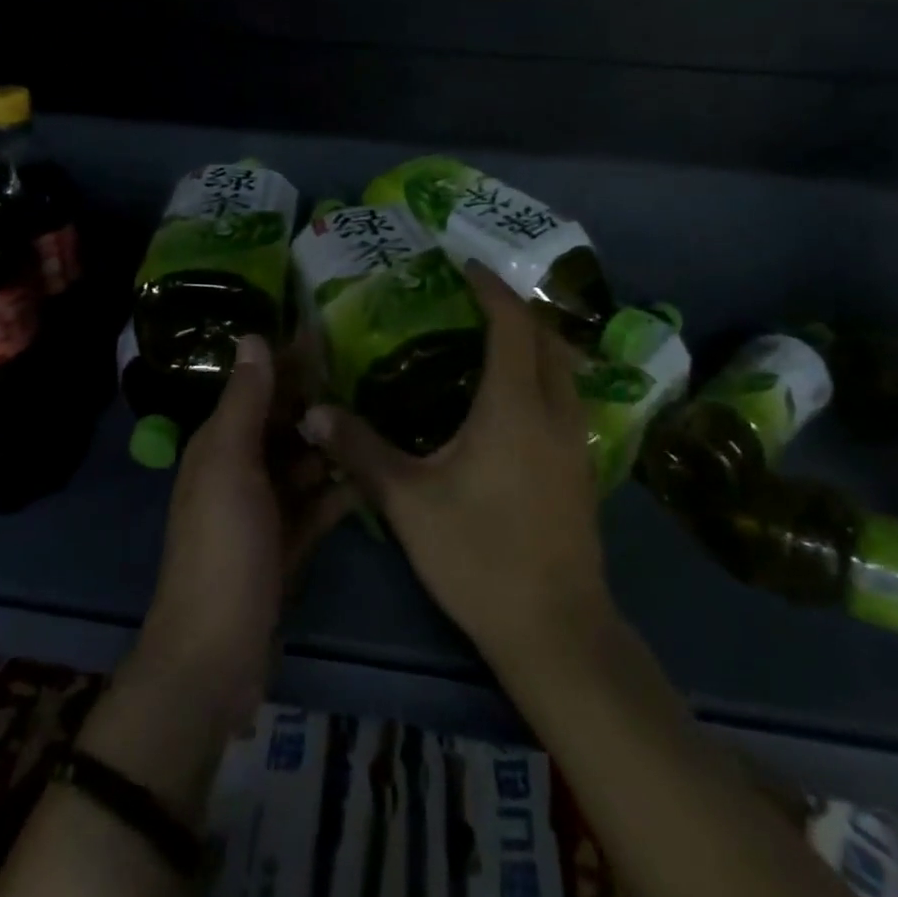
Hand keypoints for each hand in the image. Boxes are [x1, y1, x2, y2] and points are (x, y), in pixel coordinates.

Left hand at [137, 335, 353, 732]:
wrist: (216, 654)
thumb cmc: (222, 547)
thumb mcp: (229, 466)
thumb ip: (244, 403)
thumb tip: (253, 336)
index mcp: (219, 445)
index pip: (258, 388)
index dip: (289, 361)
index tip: (331, 333)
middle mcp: (240, 470)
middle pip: (284, 423)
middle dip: (319, 400)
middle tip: (372, 372)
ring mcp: (265, 510)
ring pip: (304, 462)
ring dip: (334, 443)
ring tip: (382, 415)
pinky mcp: (288, 544)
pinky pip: (318, 504)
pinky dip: (340, 489)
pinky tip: (374, 473)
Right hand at [301, 264, 611, 670]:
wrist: (556, 631)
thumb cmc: (479, 556)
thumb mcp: (409, 501)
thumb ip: (361, 450)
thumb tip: (314, 413)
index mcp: (515, 406)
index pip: (511, 324)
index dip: (491, 289)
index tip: (466, 266)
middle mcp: (555, 412)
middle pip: (548, 338)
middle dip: (516, 309)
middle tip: (475, 299)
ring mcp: (577, 441)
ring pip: (565, 368)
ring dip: (536, 342)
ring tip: (492, 339)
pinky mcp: (583, 468)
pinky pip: (567, 397)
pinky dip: (544, 375)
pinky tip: (512, 399)